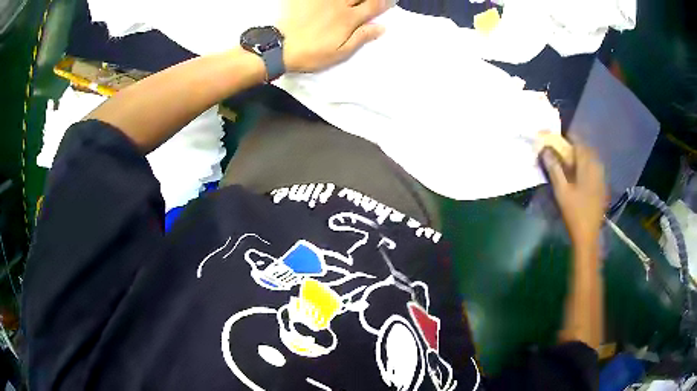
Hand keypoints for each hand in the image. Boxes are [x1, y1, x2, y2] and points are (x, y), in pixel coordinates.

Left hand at [278, 0, 388, 72]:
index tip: (391, 0)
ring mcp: (322, 0)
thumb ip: (361, 37)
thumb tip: (382, 27)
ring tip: (353, 1)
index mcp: (349, 19)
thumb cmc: (312, 54)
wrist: (279, 47)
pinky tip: (332, 2)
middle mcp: (339, 5)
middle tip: (373, 1)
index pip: (374, 6)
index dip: (385, 2)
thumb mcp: (340, 53)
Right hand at [541, 143, 606, 246]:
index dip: (569, 138)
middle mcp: (597, 168)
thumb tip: (545, 150)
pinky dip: (588, 165)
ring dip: (583, 155)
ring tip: (573, 159)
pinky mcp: (603, 186)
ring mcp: (602, 178)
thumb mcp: (561, 191)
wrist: (588, 235)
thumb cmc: (574, 212)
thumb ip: (554, 169)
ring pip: (593, 159)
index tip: (560, 137)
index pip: (579, 144)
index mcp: (587, 167)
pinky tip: (582, 173)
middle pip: (587, 149)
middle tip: (565, 149)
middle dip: (576, 145)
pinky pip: (596, 168)